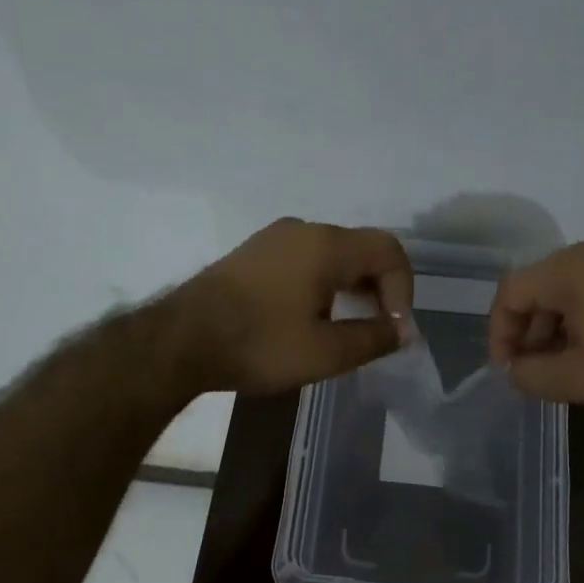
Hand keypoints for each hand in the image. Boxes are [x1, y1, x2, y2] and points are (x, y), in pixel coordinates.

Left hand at [170, 219, 413, 395]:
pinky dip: (323, 283)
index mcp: (327, 245)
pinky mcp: (253, 253)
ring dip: (351, 287)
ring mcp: (274, 238)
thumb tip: (402, 331)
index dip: (404, 289)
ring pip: (332, 254)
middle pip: (361, 249)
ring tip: (346, 327)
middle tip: (376, 330)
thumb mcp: (326, 352)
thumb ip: (373, 338)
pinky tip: (309, 317)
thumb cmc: (259, 344)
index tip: (393, 329)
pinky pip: (305, 259)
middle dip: (379, 289)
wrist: (180, 341)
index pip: (389, 250)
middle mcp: (303, 230)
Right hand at [487, 232, 583, 409]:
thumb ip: (530, 374)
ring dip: (557, 327)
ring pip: (570, 288)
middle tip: (534, 371)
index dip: (500, 333)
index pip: (512, 292)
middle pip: (540, 286)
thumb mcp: (578, 378)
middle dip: (530, 331)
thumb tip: (514, 369)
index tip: (508, 369)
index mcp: (572, 266)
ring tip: (564, 365)